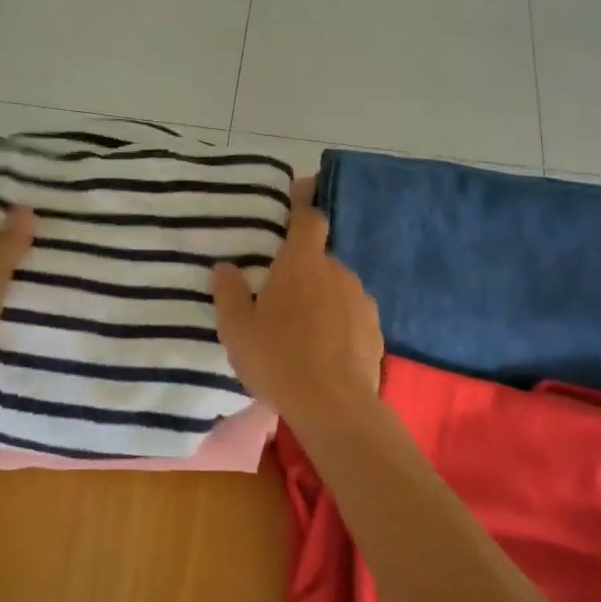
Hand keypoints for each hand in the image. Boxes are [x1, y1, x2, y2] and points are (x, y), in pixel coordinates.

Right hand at [212, 201, 382, 427]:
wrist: (335, 407)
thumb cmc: (278, 359)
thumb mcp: (237, 329)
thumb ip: (228, 292)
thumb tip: (225, 267)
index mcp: (302, 263)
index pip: (309, 218)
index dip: (303, 205)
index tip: (299, 194)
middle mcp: (336, 272)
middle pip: (319, 258)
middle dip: (302, 270)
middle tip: (280, 297)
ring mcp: (361, 300)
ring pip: (336, 287)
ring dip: (321, 298)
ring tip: (302, 330)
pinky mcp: (375, 329)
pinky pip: (351, 314)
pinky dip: (339, 323)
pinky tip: (325, 351)